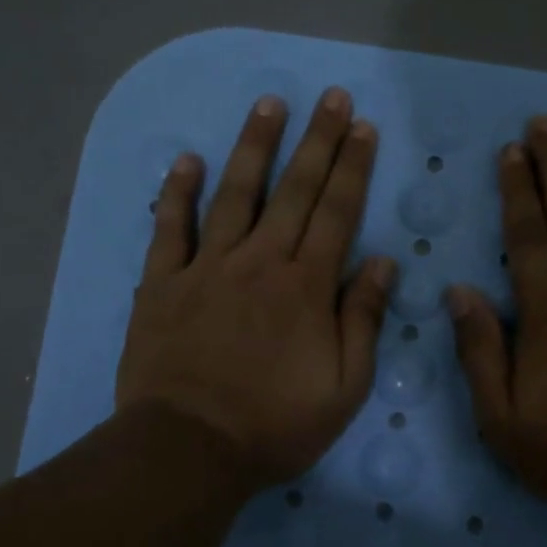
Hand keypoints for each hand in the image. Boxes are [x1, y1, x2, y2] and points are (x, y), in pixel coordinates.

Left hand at [116, 88, 395, 489]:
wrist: (189, 449)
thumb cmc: (275, 425)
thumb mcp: (344, 387)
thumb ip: (364, 320)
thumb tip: (384, 263)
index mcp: (306, 287)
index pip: (337, 213)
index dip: (352, 167)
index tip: (362, 127)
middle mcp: (260, 262)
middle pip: (294, 190)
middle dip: (317, 140)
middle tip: (330, 97)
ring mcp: (207, 268)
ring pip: (235, 194)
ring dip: (254, 146)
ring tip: (269, 104)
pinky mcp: (163, 283)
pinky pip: (169, 228)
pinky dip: (177, 192)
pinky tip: (186, 160)